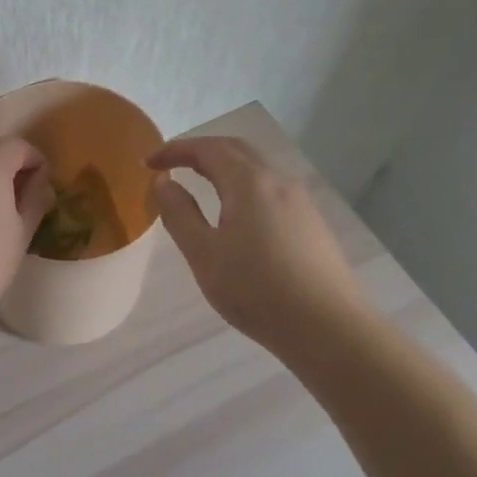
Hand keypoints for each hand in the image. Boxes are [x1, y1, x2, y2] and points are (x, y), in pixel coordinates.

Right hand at [148, 137, 365, 349]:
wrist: (329, 327)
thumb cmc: (256, 289)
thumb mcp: (204, 254)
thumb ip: (179, 213)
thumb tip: (164, 182)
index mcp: (249, 181)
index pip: (207, 148)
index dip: (174, 150)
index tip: (147, 162)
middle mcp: (278, 180)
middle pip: (235, 149)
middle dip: (199, 151)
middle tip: (170, 165)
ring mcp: (300, 201)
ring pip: (256, 168)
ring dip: (223, 167)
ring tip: (198, 184)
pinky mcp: (311, 222)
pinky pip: (270, 188)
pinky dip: (242, 185)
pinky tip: (236, 213)